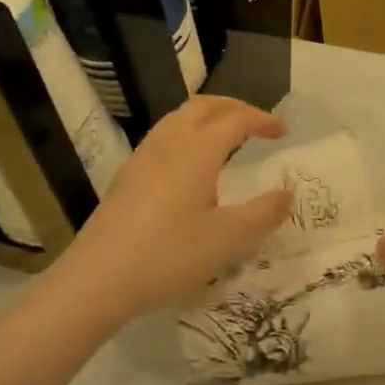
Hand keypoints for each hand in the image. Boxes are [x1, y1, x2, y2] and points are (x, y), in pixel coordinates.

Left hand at [57, 96, 290, 325]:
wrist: (98, 279)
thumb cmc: (169, 255)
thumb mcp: (227, 240)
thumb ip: (263, 214)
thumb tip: (286, 194)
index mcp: (197, 150)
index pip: (236, 119)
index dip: (262, 120)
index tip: (283, 131)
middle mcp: (170, 142)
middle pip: (205, 106)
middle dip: (235, 108)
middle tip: (257, 123)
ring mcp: (143, 156)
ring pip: (180, 117)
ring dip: (208, 117)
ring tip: (226, 137)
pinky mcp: (128, 175)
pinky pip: (164, 135)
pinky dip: (188, 132)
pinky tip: (190, 164)